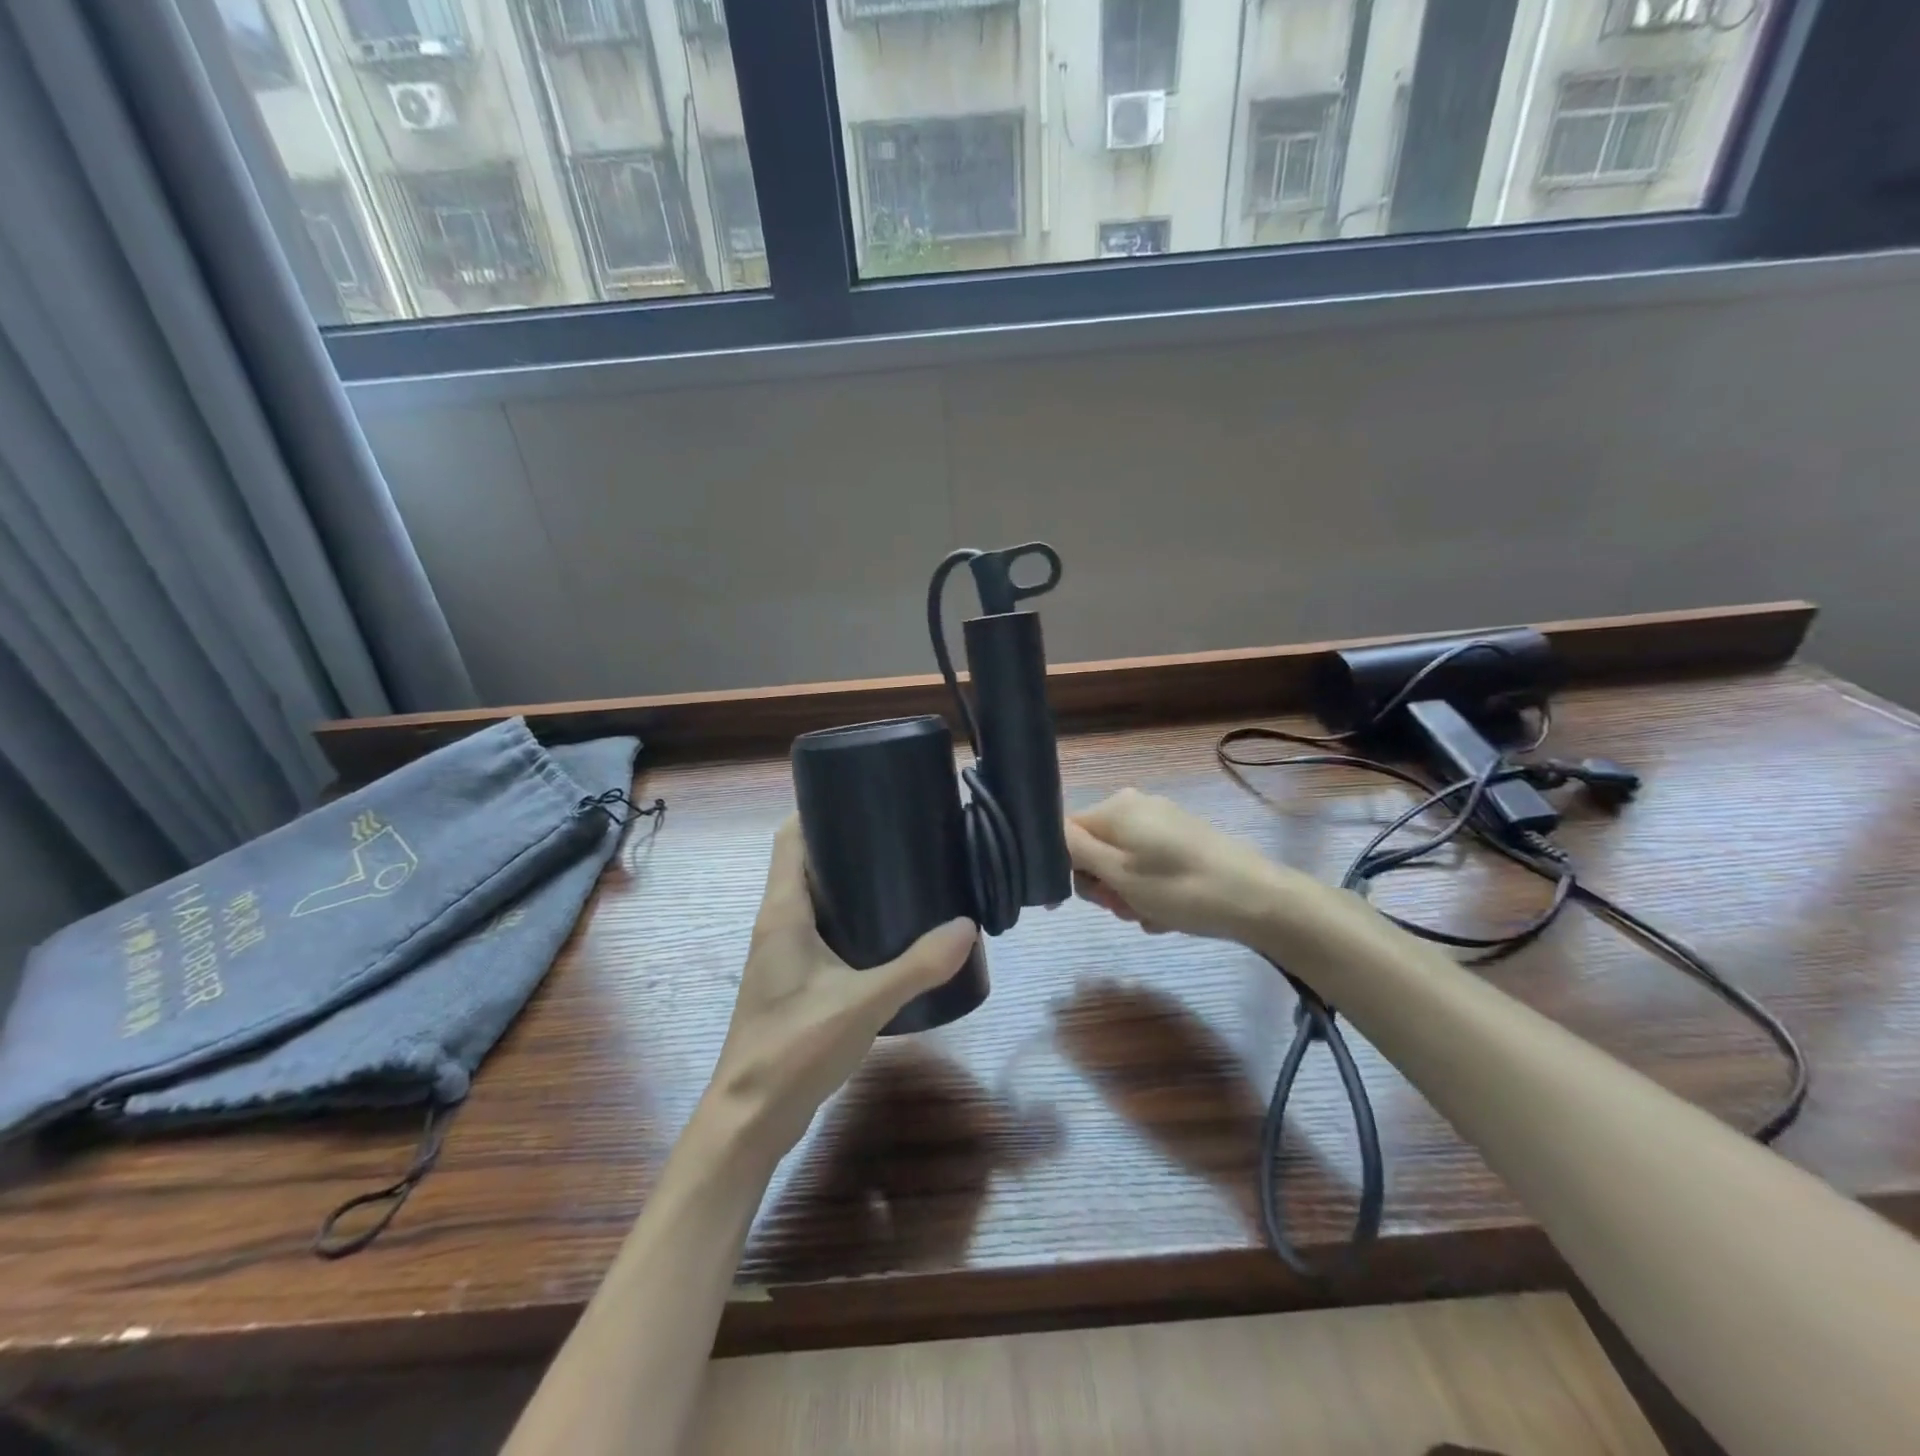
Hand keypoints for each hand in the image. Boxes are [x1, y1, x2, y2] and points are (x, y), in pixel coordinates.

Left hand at [700, 816, 977, 1168]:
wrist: (750, 1120)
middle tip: (897, 832)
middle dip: (844, 842)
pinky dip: (849, 918)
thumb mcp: (863, 1004)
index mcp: (783, 913)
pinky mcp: (793, 981)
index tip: (861, 795)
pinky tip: (886, 931)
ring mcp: (782, 955)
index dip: (817, 809)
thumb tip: (966, 926)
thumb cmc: (794, 1049)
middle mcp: (777, 924)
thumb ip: (917, 967)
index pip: (789, 839)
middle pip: (805, 863)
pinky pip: (821, 930)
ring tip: (899, 871)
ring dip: (847, 882)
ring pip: (814, 898)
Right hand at [1066, 788, 1295, 944]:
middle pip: (1094, 849)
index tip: (1081, 901)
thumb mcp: (1119, 874)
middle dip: (1103, 884)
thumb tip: (1047, 833)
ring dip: (1127, 894)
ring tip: (1149, 915)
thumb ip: (1076, 851)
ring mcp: (1163, 822)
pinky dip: (1150, 891)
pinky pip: (1148, 866)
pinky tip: (1166, 914)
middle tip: (1123, 908)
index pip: (1066, 832)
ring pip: (1121, 863)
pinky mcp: (1183, 841)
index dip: (1066, 868)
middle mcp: (1136, 806)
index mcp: (1116, 808)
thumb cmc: (1180, 888)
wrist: (1258, 901)